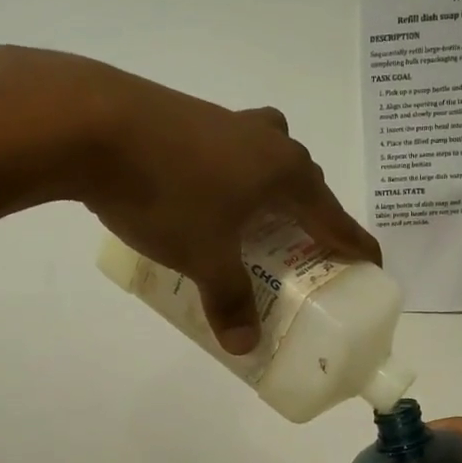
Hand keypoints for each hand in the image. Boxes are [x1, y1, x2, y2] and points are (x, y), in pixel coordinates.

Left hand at [0, 49, 379, 352]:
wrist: (90, 123)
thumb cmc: (167, 192)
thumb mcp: (204, 257)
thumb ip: (229, 301)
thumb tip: (243, 346)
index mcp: (285, 173)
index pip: (334, 216)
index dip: (354, 243)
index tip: (371, 263)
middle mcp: (266, 140)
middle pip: (304, 179)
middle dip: (310, 213)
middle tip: (301, 247)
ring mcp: (226, 121)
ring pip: (265, 156)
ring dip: (269, 187)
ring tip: (252, 221)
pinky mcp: (187, 116)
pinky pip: (227, 151)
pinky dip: (230, 176)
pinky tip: (202, 197)